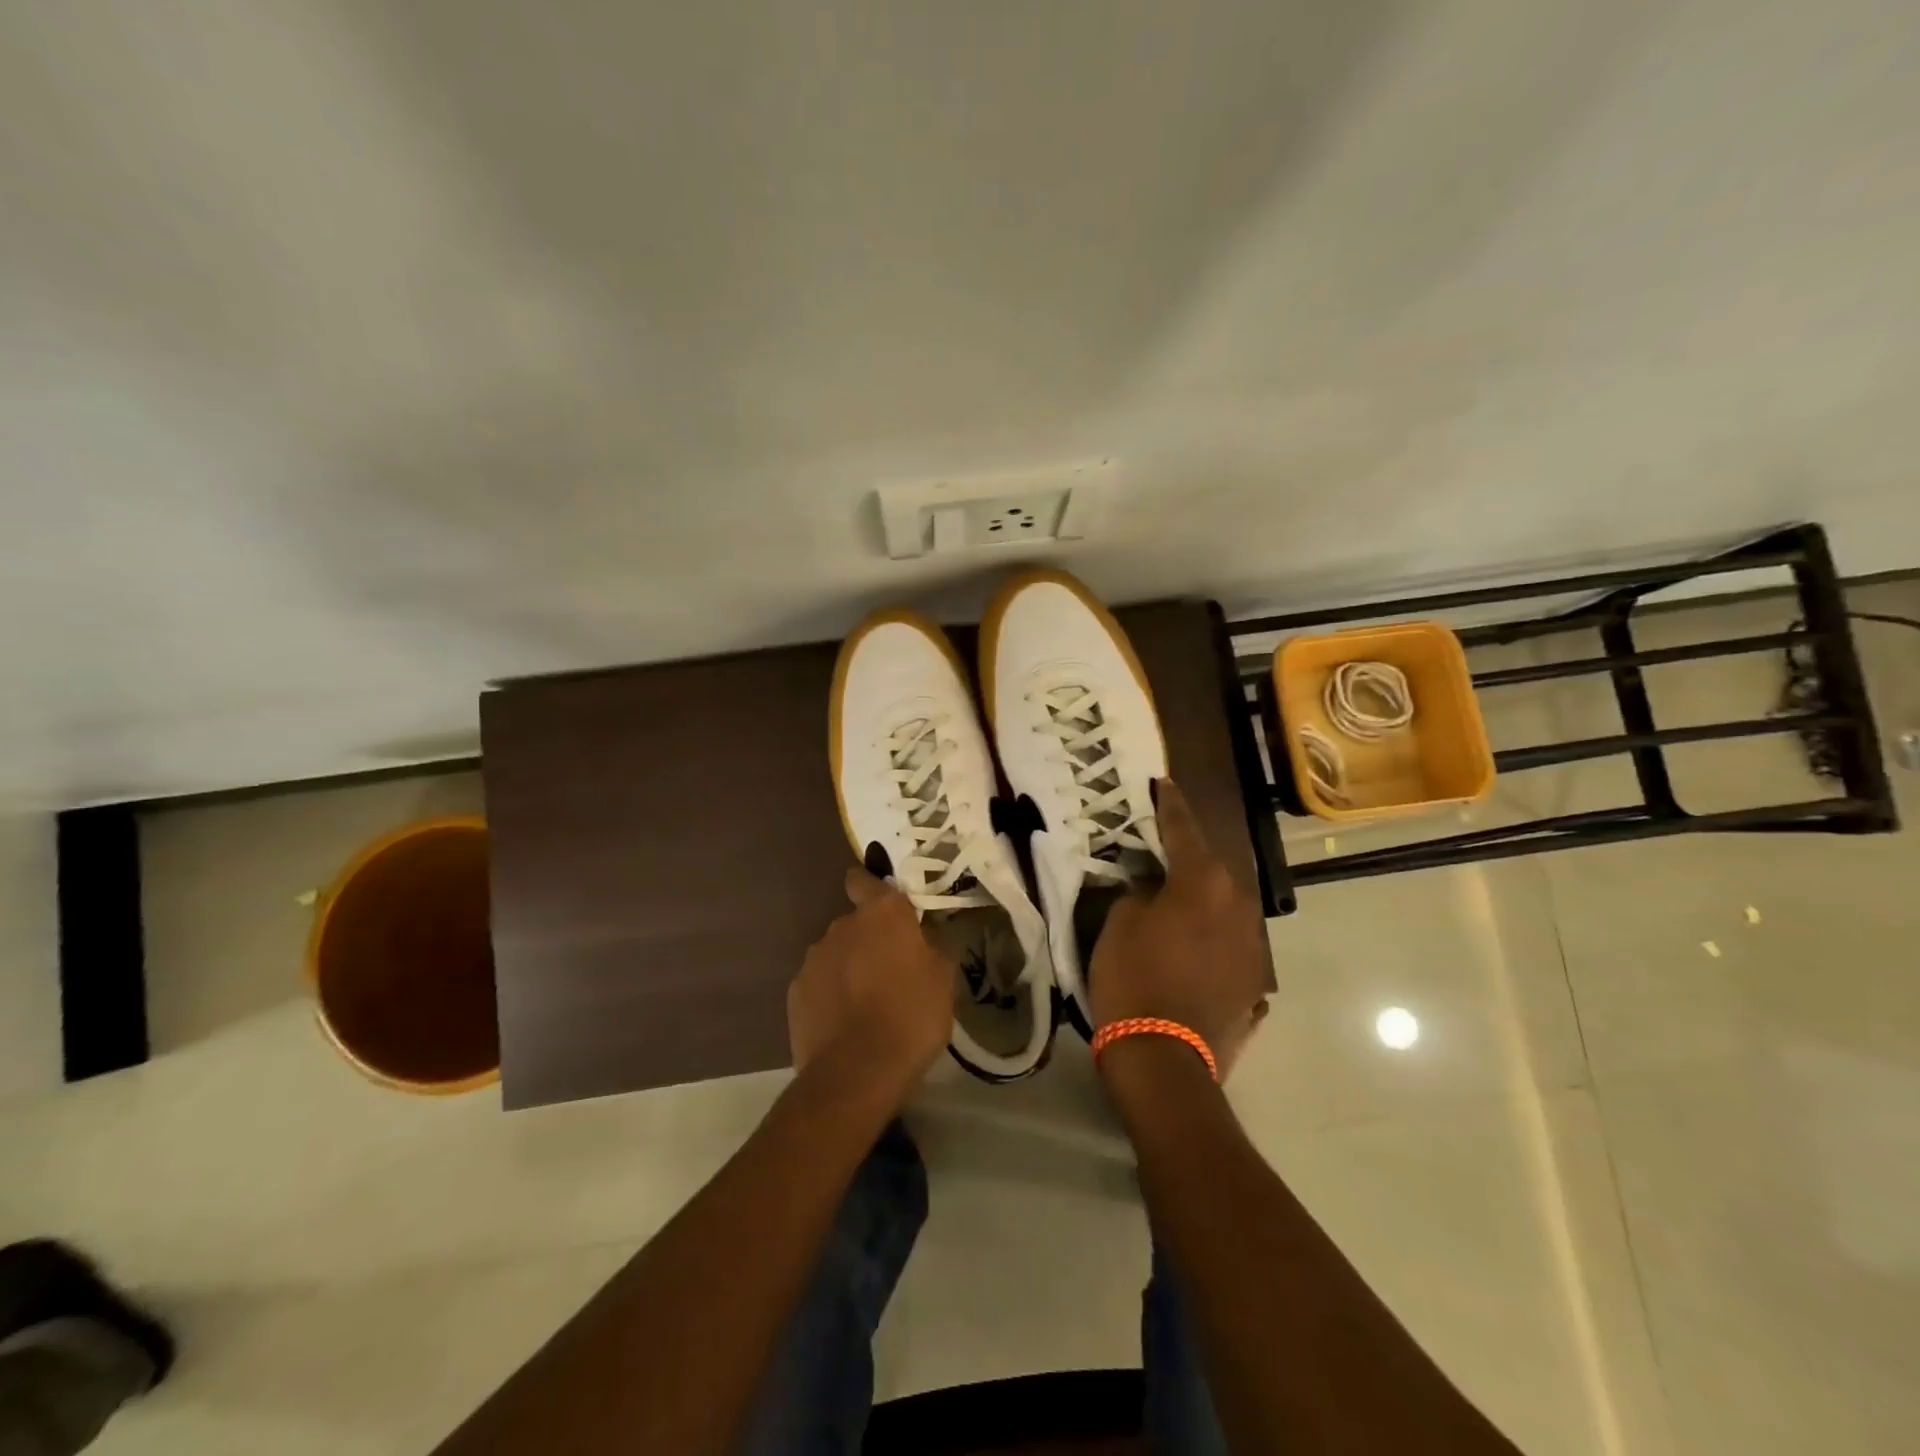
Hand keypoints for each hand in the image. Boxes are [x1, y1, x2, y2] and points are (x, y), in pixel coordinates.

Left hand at [788, 867, 954, 1094]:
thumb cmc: (911, 1017)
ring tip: (867, 1005)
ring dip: (849, 968)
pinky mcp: (796, 992)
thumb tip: (925, 937)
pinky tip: (845, 1024)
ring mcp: (814, 959)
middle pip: (855, 923)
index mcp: (881, 914)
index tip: (886, 909)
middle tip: (892, 972)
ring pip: (836, 954)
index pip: (864, 880)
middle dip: (870, 940)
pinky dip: (830, 995)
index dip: (872, 888)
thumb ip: (933, 947)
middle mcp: (842, 926)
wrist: (857, 1073)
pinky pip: (819, 983)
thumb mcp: (944, 980)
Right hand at [1089, 779, 1271, 1079]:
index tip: (1163, 783)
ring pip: (1225, 909)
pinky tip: (1193, 950)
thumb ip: (1138, 893)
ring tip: (1175, 900)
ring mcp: (1252, 950)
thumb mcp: (1118, 924)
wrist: (1163, 1061)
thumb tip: (1151, 889)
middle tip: (1160, 848)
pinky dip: (1212, 942)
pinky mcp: (1253, 985)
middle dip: (1187, 857)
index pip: (1184, 830)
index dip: (1170, 805)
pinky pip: (1229, 948)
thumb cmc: (1132, 980)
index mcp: (1204, 884)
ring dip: (1202, 901)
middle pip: (1211, 870)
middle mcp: (1239, 908)